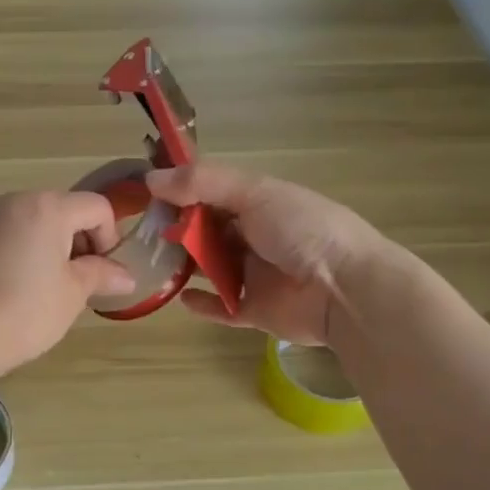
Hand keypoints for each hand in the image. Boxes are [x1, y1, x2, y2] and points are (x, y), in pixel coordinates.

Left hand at [0, 191, 133, 381]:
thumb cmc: (25, 312)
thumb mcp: (73, 293)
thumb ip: (102, 274)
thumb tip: (126, 275)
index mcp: (48, 207)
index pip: (97, 208)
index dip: (110, 239)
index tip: (103, 274)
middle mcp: (16, 201)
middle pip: (65, 210)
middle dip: (81, 242)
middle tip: (80, 283)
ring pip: (37, 222)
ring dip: (54, 247)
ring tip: (50, 287)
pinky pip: (12, 233)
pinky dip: (26, 250)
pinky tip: (20, 287)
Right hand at [145, 164, 391, 346]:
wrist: (346, 289)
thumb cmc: (302, 229)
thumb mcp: (254, 193)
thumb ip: (202, 183)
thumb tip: (150, 178)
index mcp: (261, 203)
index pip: (213, 192)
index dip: (182, 191)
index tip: (146, 193)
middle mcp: (257, 236)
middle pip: (209, 231)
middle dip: (179, 229)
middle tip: (144, 233)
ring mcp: (257, 275)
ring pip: (212, 268)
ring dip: (186, 265)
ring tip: (153, 264)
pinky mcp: (256, 310)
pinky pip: (223, 307)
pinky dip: (203, 304)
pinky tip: (181, 299)